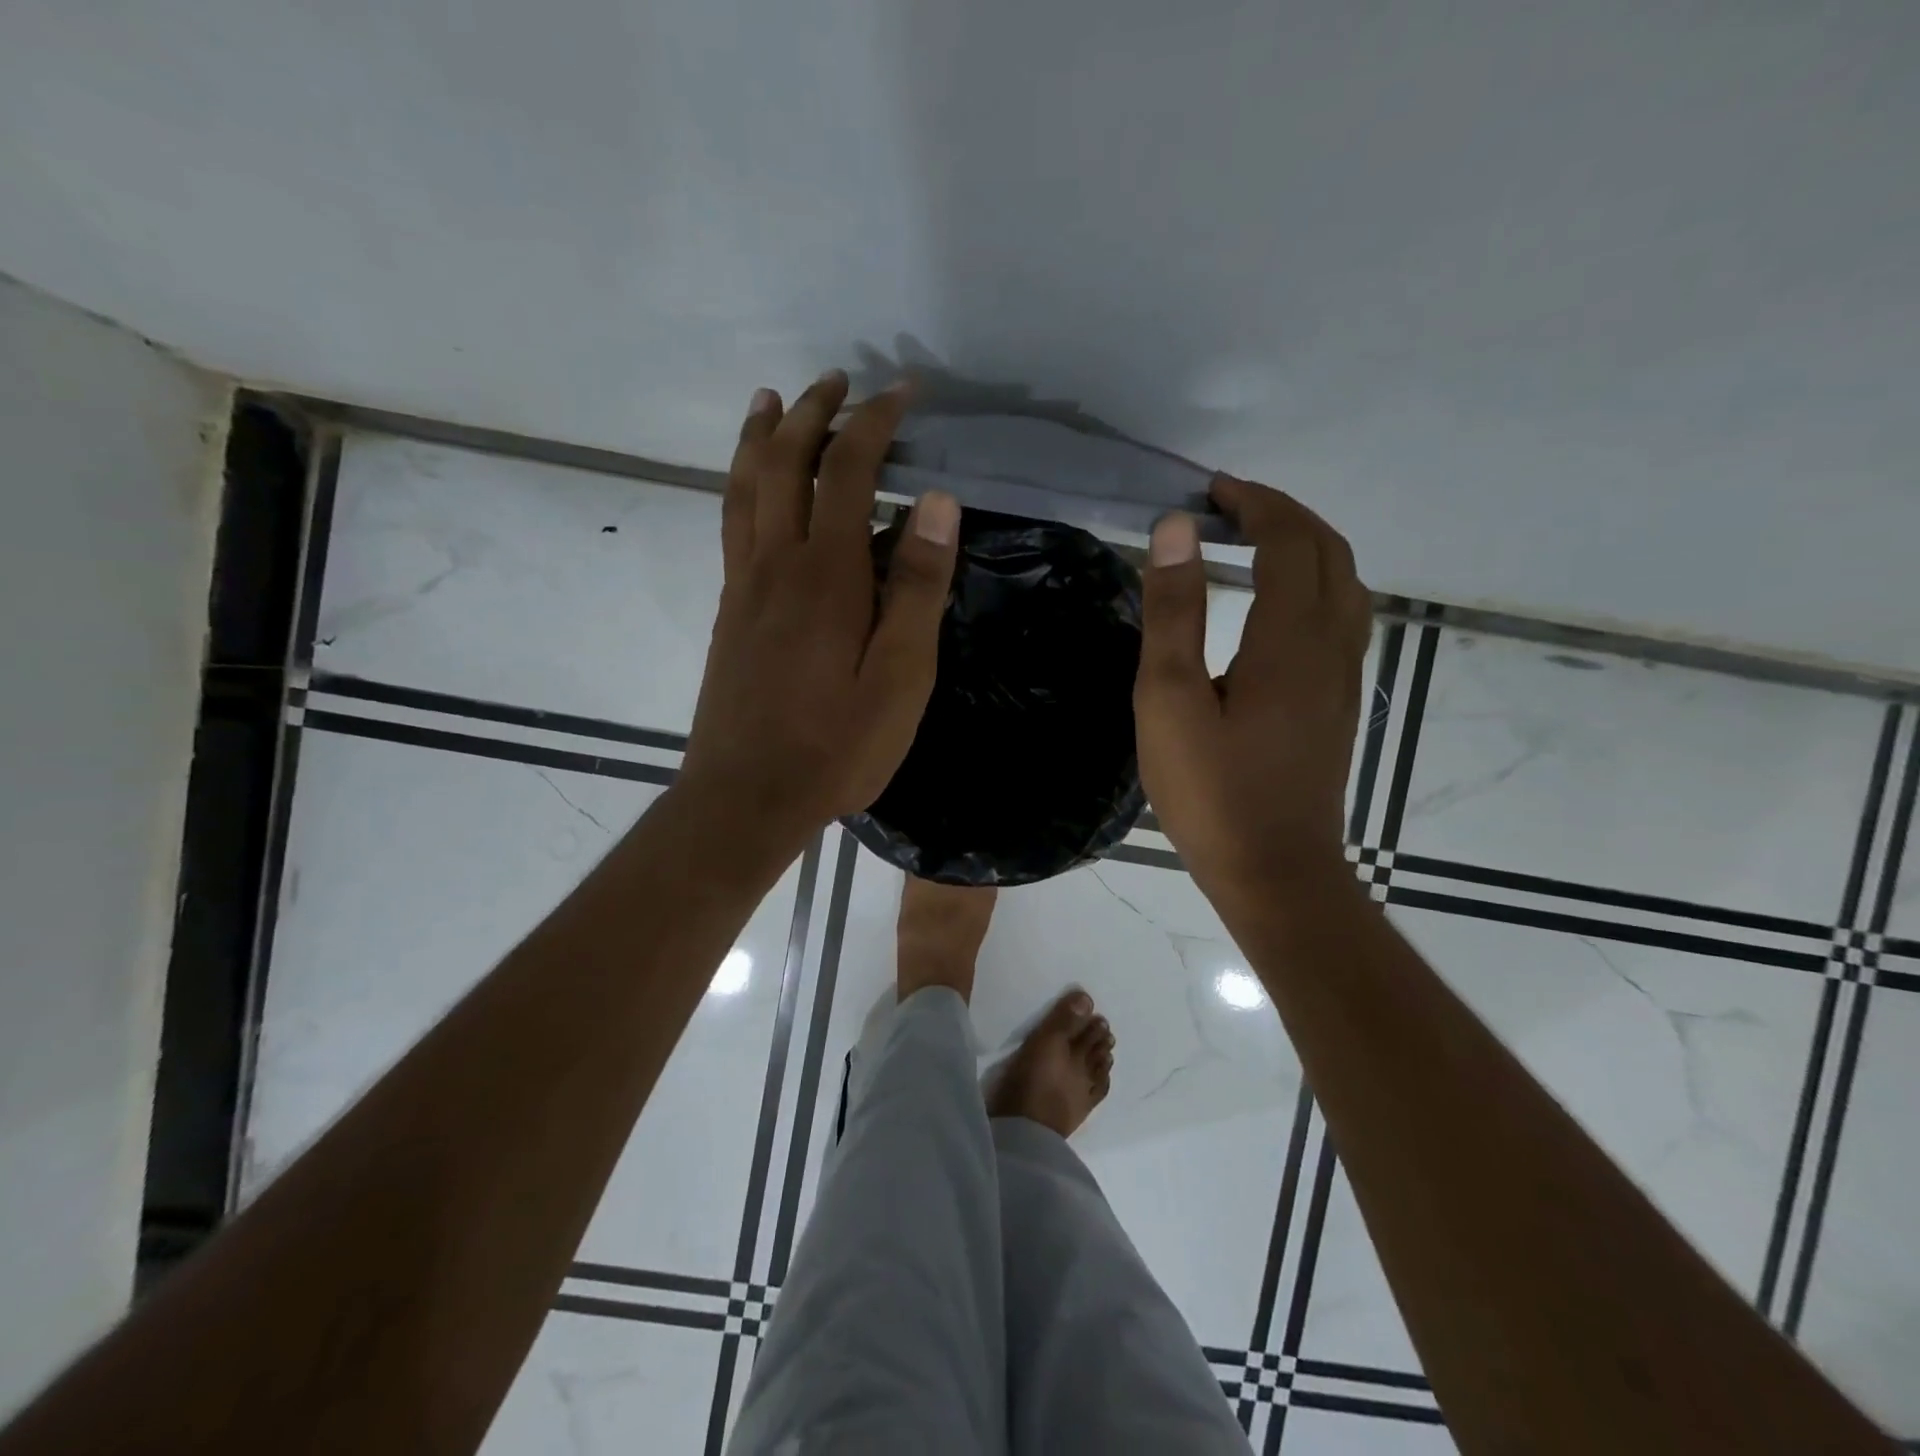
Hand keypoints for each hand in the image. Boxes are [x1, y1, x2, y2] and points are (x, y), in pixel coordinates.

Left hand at [678, 371, 960, 858]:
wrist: (746, 796)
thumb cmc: (836, 745)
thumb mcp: (901, 677)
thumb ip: (918, 588)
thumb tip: (938, 502)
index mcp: (827, 575)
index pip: (848, 471)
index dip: (874, 423)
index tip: (901, 393)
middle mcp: (776, 565)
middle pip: (784, 463)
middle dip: (812, 412)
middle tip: (836, 379)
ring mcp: (743, 587)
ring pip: (743, 488)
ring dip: (759, 437)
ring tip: (771, 401)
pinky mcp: (728, 613)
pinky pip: (730, 526)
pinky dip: (740, 485)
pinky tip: (750, 488)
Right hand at [1133, 476, 1371, 904]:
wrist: (1274, 872)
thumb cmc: (1212, 791)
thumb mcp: (1170, 700)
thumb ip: (1173, 612)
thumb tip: (1175, 530)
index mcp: (1290, 639)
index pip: (1289, 541)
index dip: (1254, 503)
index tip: (1210, 491)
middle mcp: (1331, 647)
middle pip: (1330, 553)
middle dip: (1284, 515)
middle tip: (1230, 508)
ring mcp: (1342, 679)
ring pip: (1345, 585)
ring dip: (1307, 548)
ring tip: (1255, 544)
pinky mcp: (1338, 705)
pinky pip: (1342, 618)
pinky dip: (1315, 585)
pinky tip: (1278, 607)